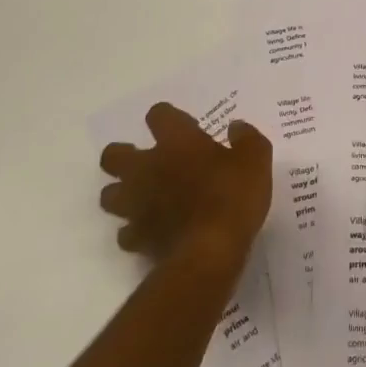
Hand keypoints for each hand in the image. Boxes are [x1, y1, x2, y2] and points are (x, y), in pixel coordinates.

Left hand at [99, 104, 271, 266]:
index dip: (168, 117)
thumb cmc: (232, 196)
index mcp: (176, 141)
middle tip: (148, 161)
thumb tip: (236, 127)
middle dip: (124, 156)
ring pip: (109, 195)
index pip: (159, 115)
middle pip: (113, 155)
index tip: (187, 128)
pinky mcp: (137, 238)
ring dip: (123, 193)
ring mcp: (137, 205)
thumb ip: (246, 138)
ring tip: (144, 197)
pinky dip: (136, 231)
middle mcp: (147, 168)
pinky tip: (153, 231)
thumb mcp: (256, 158)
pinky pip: (126, 232)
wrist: (210, 251)